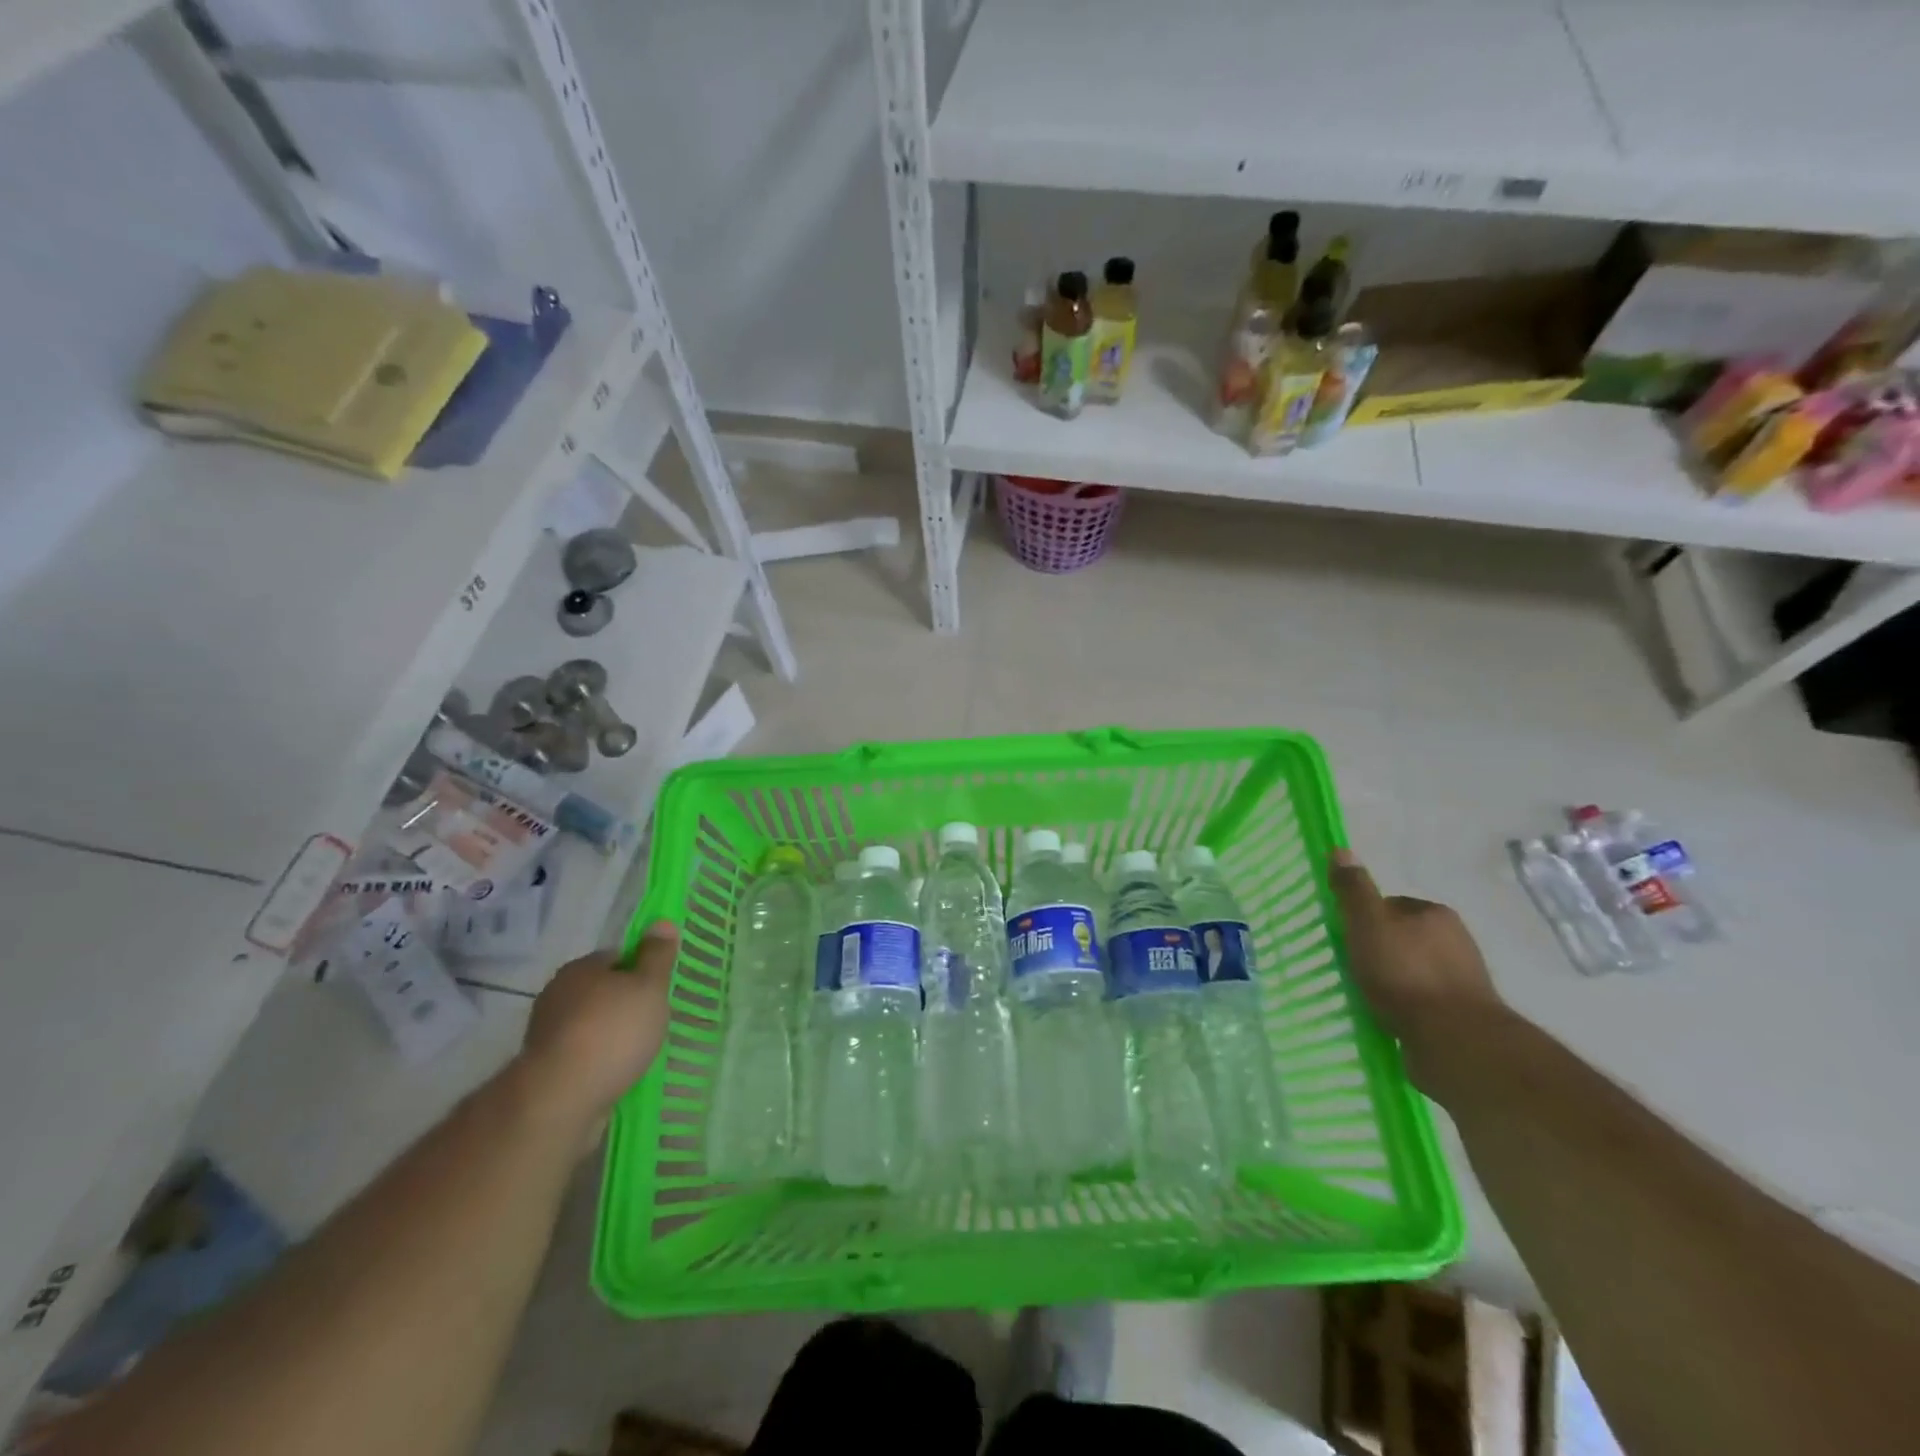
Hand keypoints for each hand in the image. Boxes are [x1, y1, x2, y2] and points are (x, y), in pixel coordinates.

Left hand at [515, 921, 677, 1140]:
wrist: (560, 1098)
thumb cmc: (612, 1031)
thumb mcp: (649, 987)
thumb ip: (657, 956)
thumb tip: (662, 921)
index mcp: (581, 968)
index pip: (617, 957)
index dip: (641, 970)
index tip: (658, 990)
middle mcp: (557, 994)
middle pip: (601, 990)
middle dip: (623, 1003)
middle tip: (652, 1020)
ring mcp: (546, 1033)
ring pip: (589, 1023)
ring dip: (609, 1034)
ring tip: (637, 1051)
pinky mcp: (543, 1068)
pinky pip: (580, 1054)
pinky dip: (597, 1059)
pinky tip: (616, 1072)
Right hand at [1329, 849, 1501, 1088]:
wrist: (1454, 1039)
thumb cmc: (1405, 973)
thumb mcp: (1367, 923)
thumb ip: (1353, 889)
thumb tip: (1341, 850)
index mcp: (1435, 913)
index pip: (1390, 905)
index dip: (1364, 919)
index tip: (1346, 938)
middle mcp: (1456, 940)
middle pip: (1403, 936)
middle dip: (1380, 950)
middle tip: (1353, 967)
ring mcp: (1464, 978)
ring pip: (1414, 970)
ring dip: (1393, 980)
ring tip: (1368, 996)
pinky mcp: (1464, 1014)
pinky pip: (1424, 1000)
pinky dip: (1406, 1005)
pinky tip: (1390, 1017)